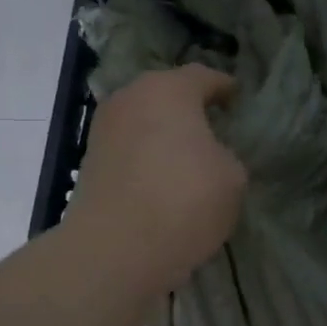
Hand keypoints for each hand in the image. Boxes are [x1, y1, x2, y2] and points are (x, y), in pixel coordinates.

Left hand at [62, 65, 247, 294]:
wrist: (116, 249)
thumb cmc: (185, 200)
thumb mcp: (233, 177)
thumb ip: (225, 155)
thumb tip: (209, 156)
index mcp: (169, 89)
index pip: (203, 76)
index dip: (224, 88)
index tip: (237, 101)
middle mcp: (130, 98)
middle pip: (165, 94)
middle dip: (188, 108)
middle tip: (212, 128)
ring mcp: (104, 130)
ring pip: (142, 121)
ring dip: (162, 133)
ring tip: (186, 157)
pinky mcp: (89, 162)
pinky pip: (128, 149)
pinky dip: (145, 157)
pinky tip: (161, 180)